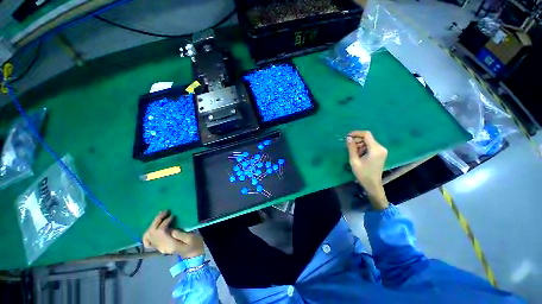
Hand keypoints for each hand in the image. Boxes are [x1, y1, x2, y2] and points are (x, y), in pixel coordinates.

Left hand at [143, 211, 203, 257]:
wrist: (193, 255)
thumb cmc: (195, 244)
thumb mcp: (191, 239)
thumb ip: (181, 235)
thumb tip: (171, 230)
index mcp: (169, 245)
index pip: (161, 232)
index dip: (165, 222)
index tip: (173, 216)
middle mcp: (161, 247)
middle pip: (152, 232)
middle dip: (157, 220)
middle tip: (165, 212)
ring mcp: (159, 247)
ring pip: (148, 235)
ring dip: (153, 224)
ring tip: (161, 216)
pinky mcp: (159, 246)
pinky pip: (148, 240)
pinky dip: (148, 232)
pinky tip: (154, 227)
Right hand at [346, 131, 388, 208]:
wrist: (372, 184)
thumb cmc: (363, 174)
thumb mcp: (354, 161)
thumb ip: (351, 148)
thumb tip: (348, 138)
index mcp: (375, 149)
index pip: (366, 135)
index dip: (356, 133)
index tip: (347, 137)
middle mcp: (381, 148)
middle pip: (367, 138)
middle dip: (357, 140)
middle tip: (348, 146)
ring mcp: (382, 151)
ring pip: (368, 142)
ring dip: (359, 145)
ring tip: (353, 153)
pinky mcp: (380, 153)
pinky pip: (370, 146)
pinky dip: (363, 148)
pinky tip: (358, 155)